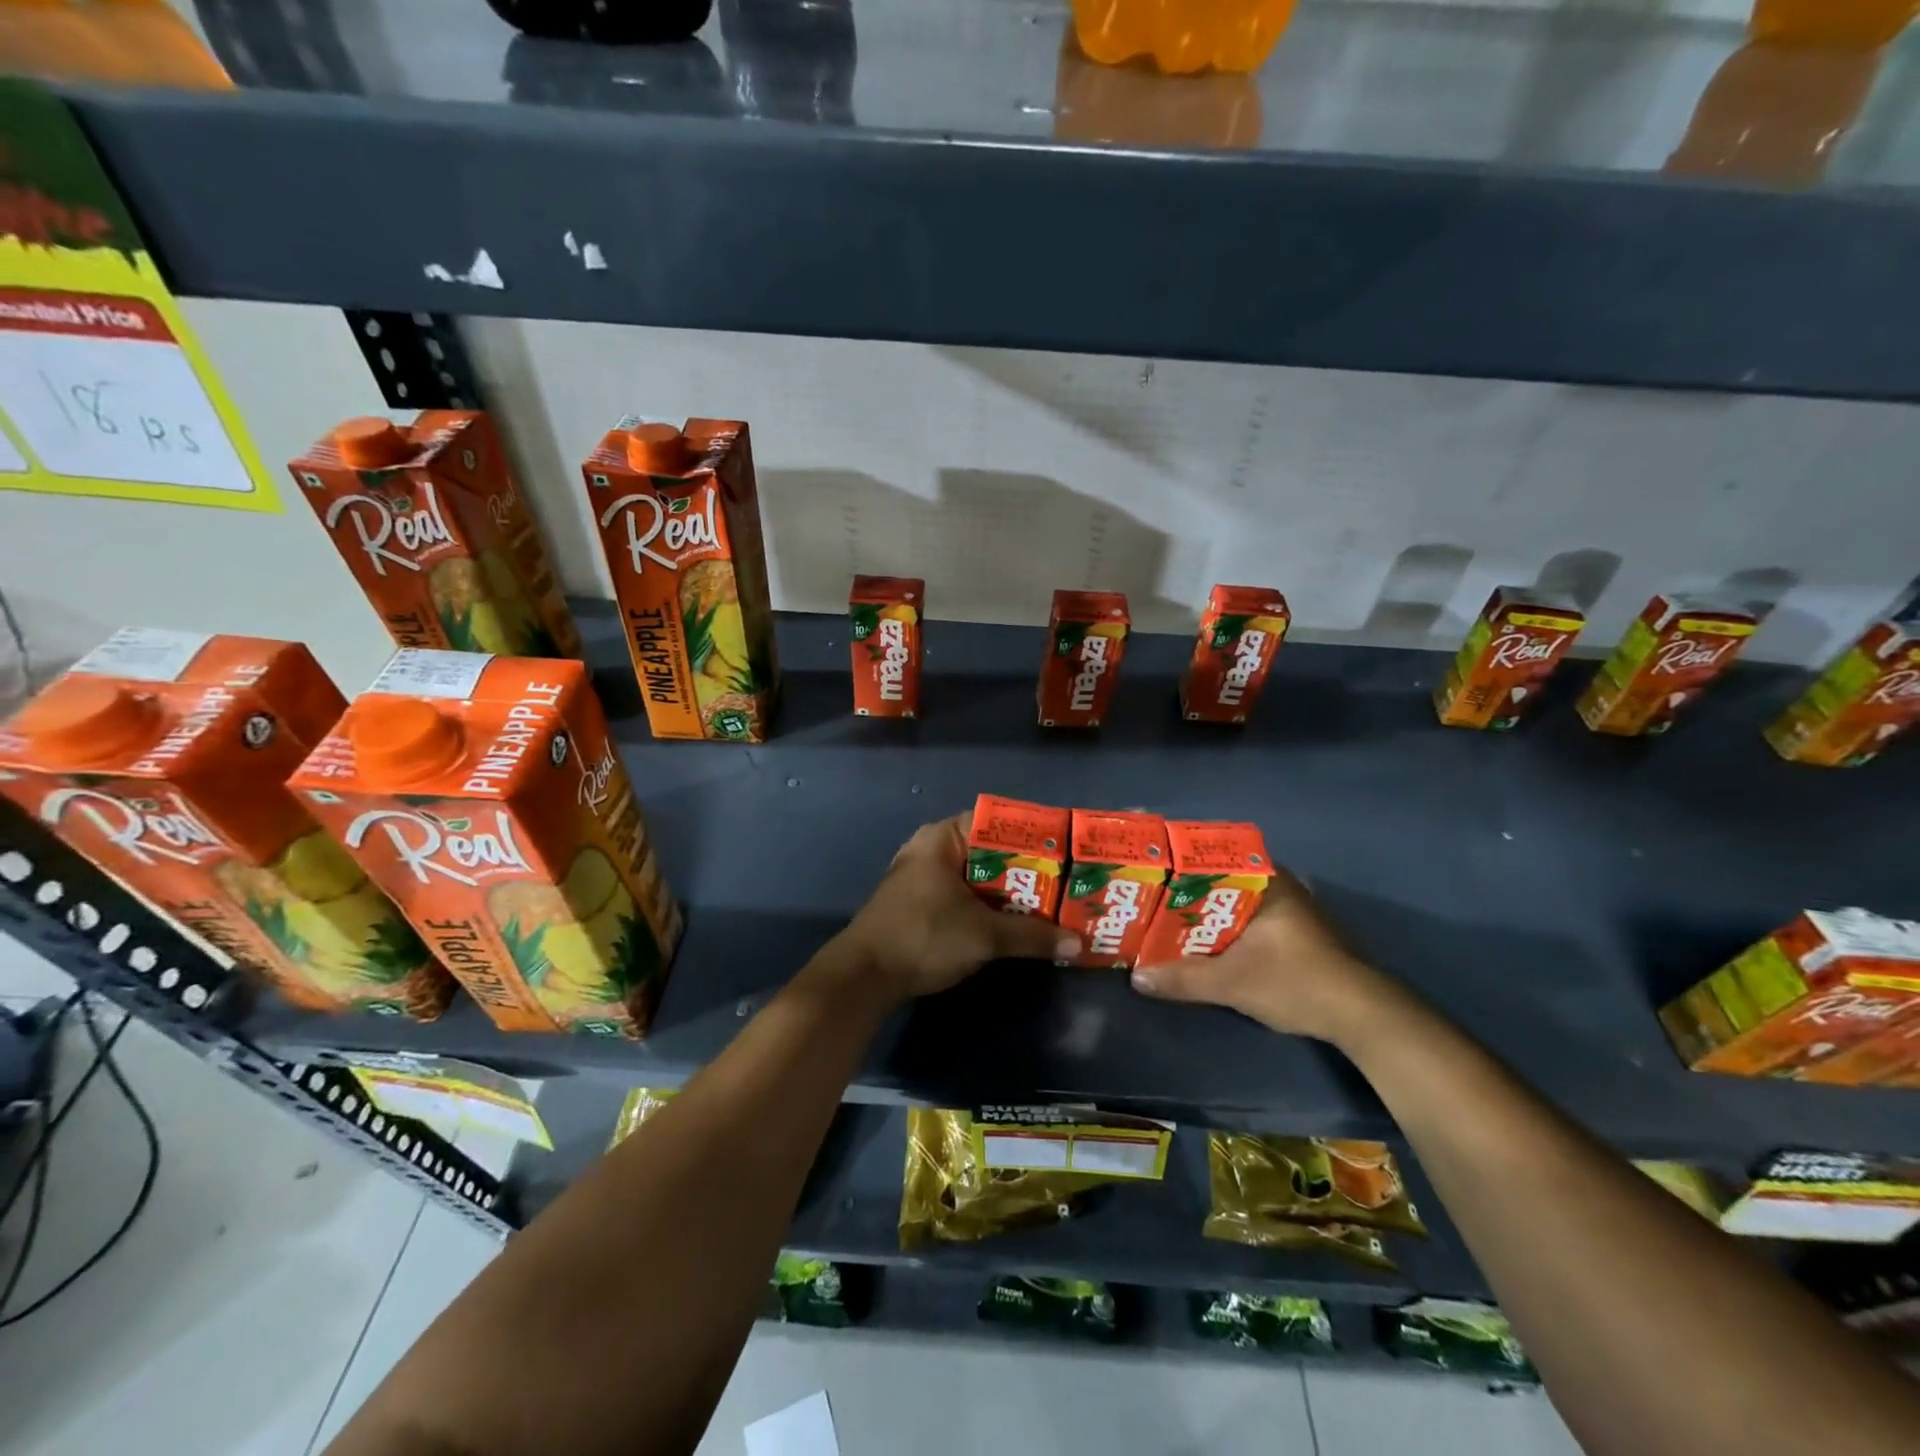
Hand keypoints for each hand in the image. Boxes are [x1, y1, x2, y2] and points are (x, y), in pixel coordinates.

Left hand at [836, 813, 1080, 1001]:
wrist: (864, 977)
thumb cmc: (924, 937)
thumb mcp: (984, 936)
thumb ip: (1031, 936)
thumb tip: (1077, 943)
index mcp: (942, 839)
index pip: (994, 822)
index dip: (1030, 836)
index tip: (1062, 853)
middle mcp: (931, 849)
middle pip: (988, 852)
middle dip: (1024, 870)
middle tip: (1064, 883)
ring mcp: (922, 877)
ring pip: (976, 877)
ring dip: (1007, 892)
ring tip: (1048, 904)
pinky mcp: (919, 904)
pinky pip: (963, 895)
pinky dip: (987, 906)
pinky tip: (1013, 923)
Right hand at [1128, 866, 1397, 1044]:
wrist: (1362, 1016)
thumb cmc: (1296, 982)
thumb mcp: (1233, 983)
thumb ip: (1184, 978)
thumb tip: (1137, 977)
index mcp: (1268, 881)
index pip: (1217, 854)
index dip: (1183, 860)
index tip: (1154, 868)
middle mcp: (1282, 886)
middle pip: (1223, 879)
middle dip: (1189, 890)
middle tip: (1154, 898)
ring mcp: (1294, 910)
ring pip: (1237, 901)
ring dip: (1208, 911)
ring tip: (1171, 919)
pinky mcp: (1299, 934)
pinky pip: (1251, 918)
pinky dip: (1227, 927)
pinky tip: (1206, 942)